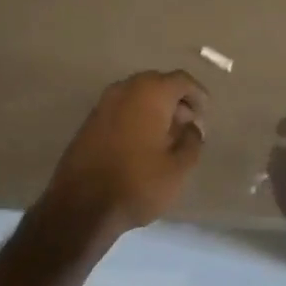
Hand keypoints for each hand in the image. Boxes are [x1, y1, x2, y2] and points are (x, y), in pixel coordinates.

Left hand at [42, 71, 208, 244]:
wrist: (81, 205)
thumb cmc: (138, 182)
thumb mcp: (178, 168)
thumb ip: (192, 141)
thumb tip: (192, 127)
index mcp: (151, 92)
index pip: (181, 80)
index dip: (197, 95)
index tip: (205, 114)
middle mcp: (125, 89)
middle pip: (158, 84)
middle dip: (175, 100)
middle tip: (187, 125)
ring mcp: (103, 103)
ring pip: (137, 96)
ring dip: (155, 109)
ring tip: (167, 136)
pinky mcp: (89, 121)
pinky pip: (121, 109)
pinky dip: (136, 117)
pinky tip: (142, 143)